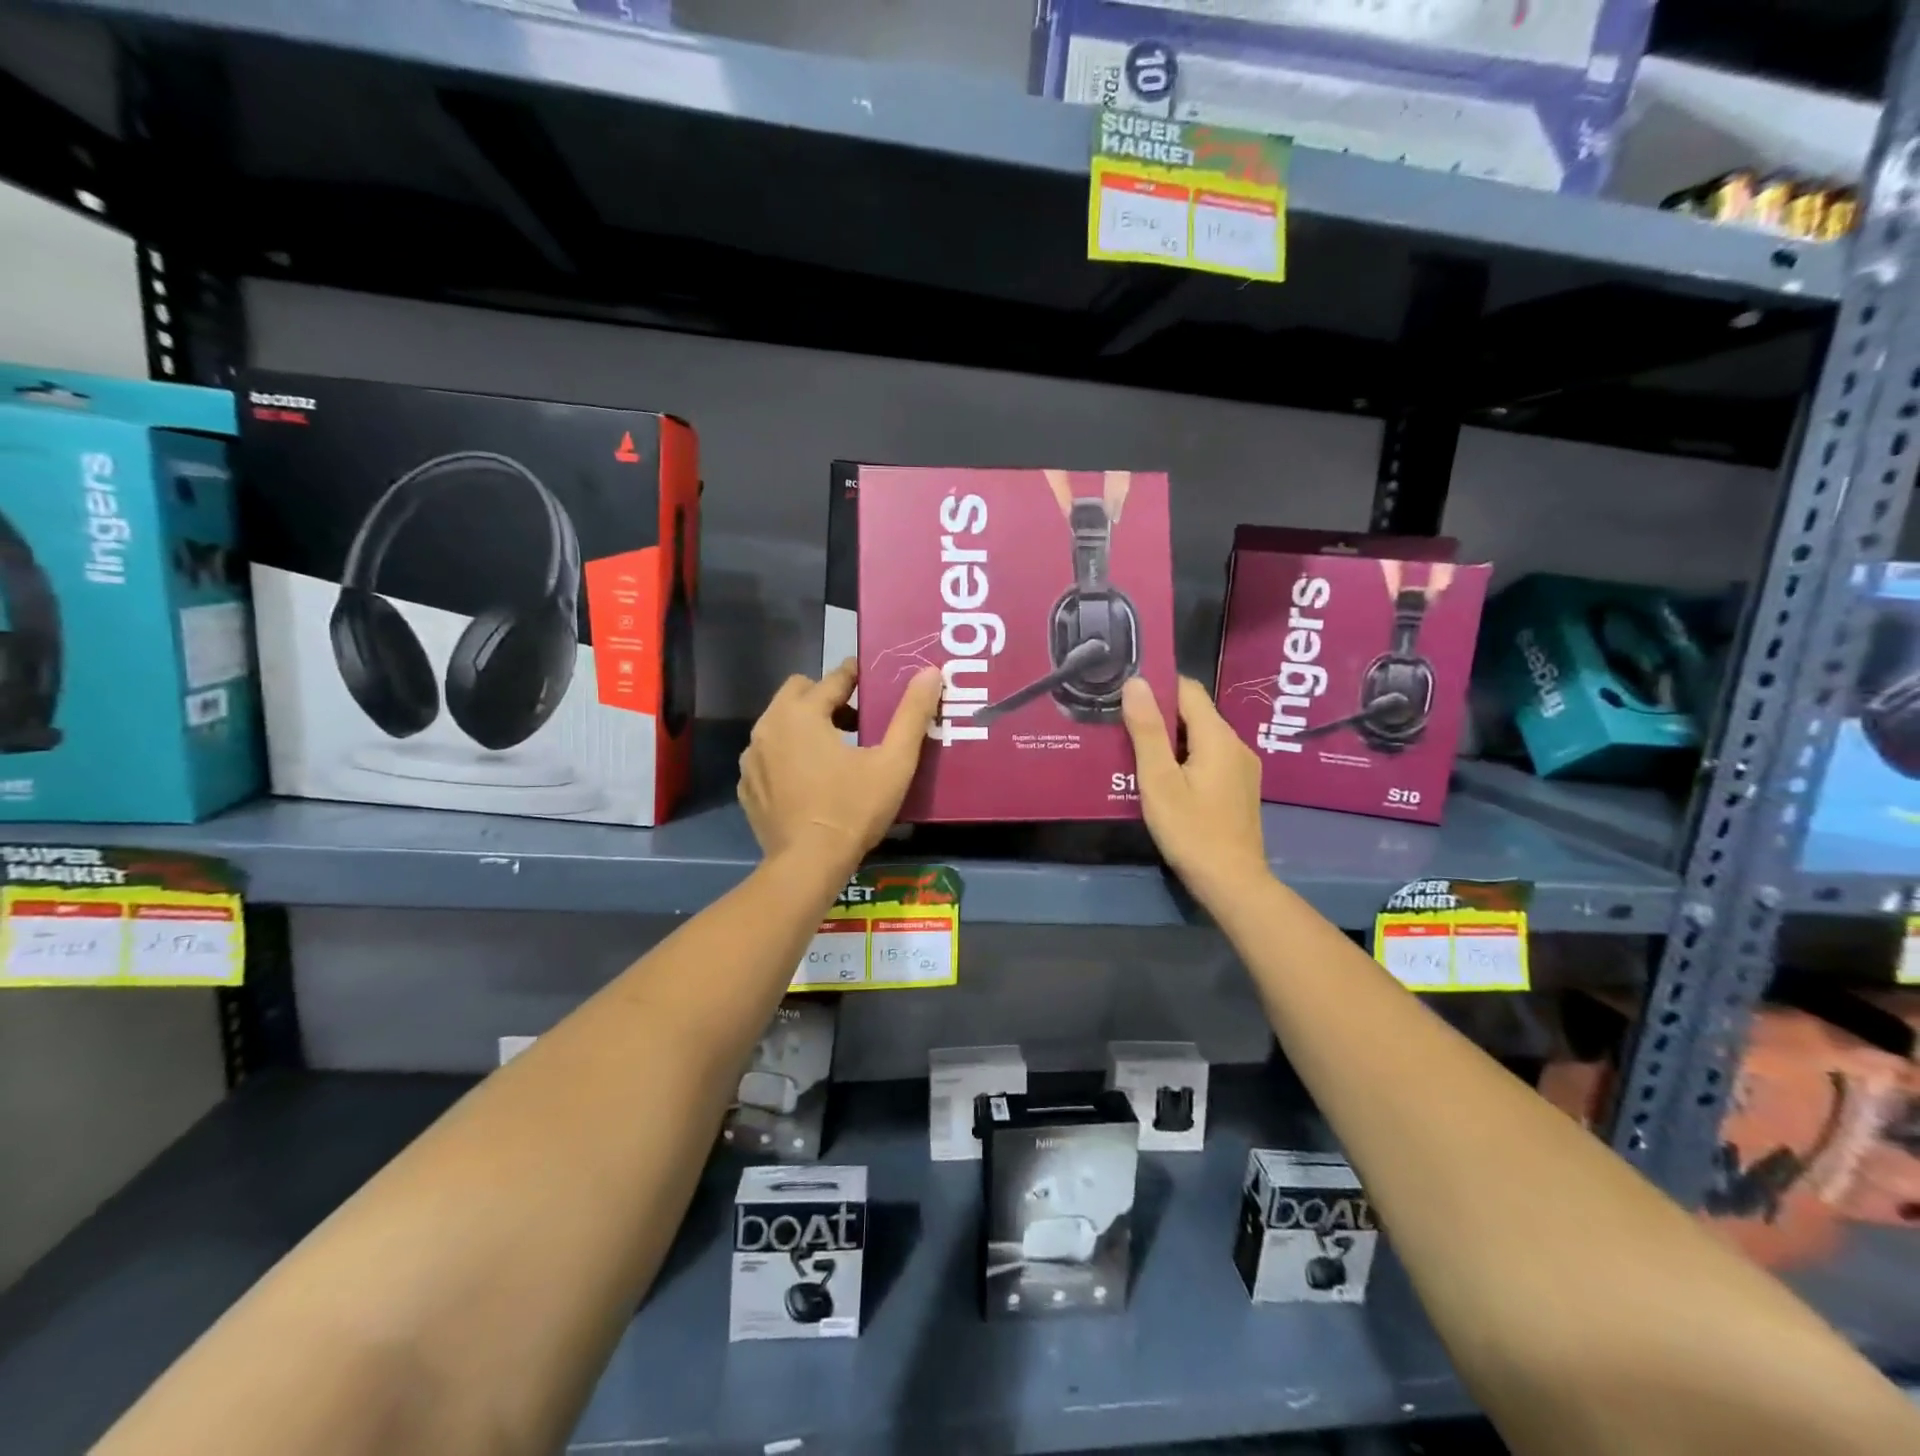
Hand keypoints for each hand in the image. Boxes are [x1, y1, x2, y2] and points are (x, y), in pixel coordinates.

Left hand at [739, 659, 942, 877]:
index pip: (832, 679)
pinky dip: (787, 756)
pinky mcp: (748, 787)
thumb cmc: (853, 809)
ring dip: (805, 726)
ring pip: (780, 723)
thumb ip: (912, 714)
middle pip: (799, 693)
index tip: (873, 682)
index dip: (856, 676)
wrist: (807, 865)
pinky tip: (809, 780)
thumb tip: (930, 673)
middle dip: (826, 698)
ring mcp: (752, 758)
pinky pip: (768, 756)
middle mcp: (768, 726)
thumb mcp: (894, 762)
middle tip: (856, 722)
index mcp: (801, 713)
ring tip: (834, 751)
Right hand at [1121, 676, 1267, 903]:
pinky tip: (1162, 777)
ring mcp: (1242, 768)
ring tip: (1134, 750)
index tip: (1124, 694)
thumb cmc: (1190, 830)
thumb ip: (1147, 730)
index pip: (1187, 690)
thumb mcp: (1159, 780)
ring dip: (1170, 739)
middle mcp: (1236, 744)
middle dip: (1159, 714)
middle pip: (1194, 713)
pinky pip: (1209, 757)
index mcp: (1218, 737)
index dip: (1156, 686)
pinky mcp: (1239, 788)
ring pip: (1201, 737)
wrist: (1232, 882)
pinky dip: (1184, 758)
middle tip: (1121, 725)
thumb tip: (1136, 682)